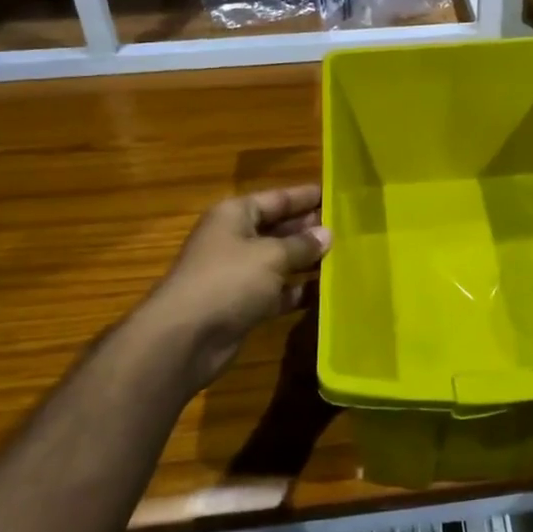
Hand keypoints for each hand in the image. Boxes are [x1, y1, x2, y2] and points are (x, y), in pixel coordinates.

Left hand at [145, 185, 330, 388]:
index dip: (305, 196)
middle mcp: (234, 240)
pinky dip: (297, 291)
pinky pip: (277, 292)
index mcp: (235, 215)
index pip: (276, 199)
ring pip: (280, 262)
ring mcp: (237, 274)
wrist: (185, 338)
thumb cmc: (228, 280)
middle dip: (309, 229)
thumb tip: (327, 234)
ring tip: (345, 257)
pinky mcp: (243, 305)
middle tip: (348, 227)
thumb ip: (302, 245)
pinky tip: (327, 291)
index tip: (335, 193)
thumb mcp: (271, 255)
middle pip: (278, 229)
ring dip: (307, 262)